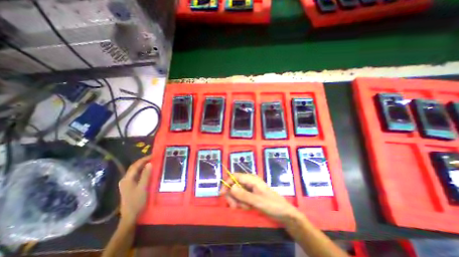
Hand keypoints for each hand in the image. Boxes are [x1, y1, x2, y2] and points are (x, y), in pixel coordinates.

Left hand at [118, 156, 151, 223]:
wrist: (130, 216)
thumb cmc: (137, 201)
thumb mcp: (143, 187)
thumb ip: (145, 175)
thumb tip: (149, 163)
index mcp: (127, 179)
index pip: (135, 165)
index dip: (144, 159)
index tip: (153, 155)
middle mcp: (125, 180)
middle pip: (134, 167)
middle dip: (143, 161)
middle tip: (154, 158)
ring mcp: (127, 183)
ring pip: (135, 171)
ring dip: (143, 166)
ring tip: (152, 162)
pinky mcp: (130, 186)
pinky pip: (136, 175)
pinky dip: (142, 171)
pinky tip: (148, 171)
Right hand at [219, 172, 301, 223]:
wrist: (284, 213)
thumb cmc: (272, 205)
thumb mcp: (257, 201)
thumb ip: (243, 195)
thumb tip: (230, 187)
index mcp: (251, 179)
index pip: (235, 176)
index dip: (227, 183)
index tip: (222, 194)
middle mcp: (249, 181)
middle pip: (234, 184)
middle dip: (232, 195)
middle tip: (234, 206)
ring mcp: (250, 188)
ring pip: (237, 191)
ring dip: (237, 200)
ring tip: (244, 208)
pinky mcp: (251, 194)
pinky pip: (241, 196)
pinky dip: (241, 203)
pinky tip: (247, 208)